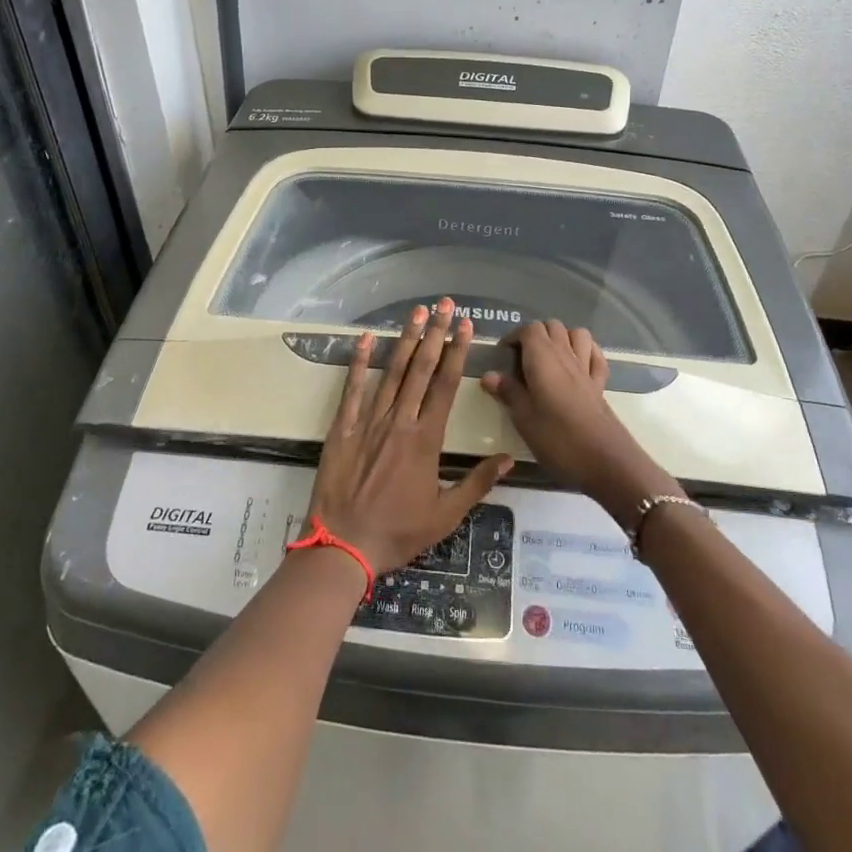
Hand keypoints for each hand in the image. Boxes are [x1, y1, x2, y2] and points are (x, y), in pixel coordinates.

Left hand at [308, 299, 513, 574]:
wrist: (343, 546)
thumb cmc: (398, 532)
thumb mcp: (446, 515)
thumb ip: (477, 483)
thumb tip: (509, 458)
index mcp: (426, 440)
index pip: (446, 386)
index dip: (458, 353)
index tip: (465, 327)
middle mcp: (400, 422)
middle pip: (421, 370)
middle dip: (435, 335)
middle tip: (444, 305)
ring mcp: (368, 422)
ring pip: (392, 372)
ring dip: (406, 340)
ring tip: (416, 313)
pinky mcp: (342, 428)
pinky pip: (352, 389)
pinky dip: (359, 362)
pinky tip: (367, 339)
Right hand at [479, 320, 680, 525]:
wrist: (604, 460)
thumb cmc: (557, 438)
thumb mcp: (523, 418)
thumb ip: (508, 392)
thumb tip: (489, 375)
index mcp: (542, 359)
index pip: (528, 330)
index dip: (513, 337)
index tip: (503, 355)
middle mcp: (565, 355)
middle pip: (552, 326)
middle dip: (535, 334)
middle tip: (521, 358)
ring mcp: (586, 368)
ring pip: (576, 334)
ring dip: (562, 337)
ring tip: (548, 358)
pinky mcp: (600, 384)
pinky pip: (595, 355)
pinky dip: (585, 351)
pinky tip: (576, 364)